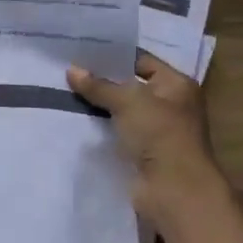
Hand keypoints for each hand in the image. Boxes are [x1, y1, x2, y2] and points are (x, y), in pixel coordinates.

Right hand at [67, 51, 227, 228]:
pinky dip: (100, 129)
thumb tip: (72, 70)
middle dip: (102, 82)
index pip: (142, 62)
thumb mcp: (128, 101)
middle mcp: (170, 105)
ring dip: (99, 107)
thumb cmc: (159, 134)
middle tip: (68, 72)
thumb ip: (99, 85)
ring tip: (65, 94)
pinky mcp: (143, 153)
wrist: (173, 189)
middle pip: (131, 87)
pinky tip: (75, 121)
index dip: (114, 56)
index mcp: (177, 85)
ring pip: (122, 112)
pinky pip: (117, 134)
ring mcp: (157, 131)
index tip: (82, 53)